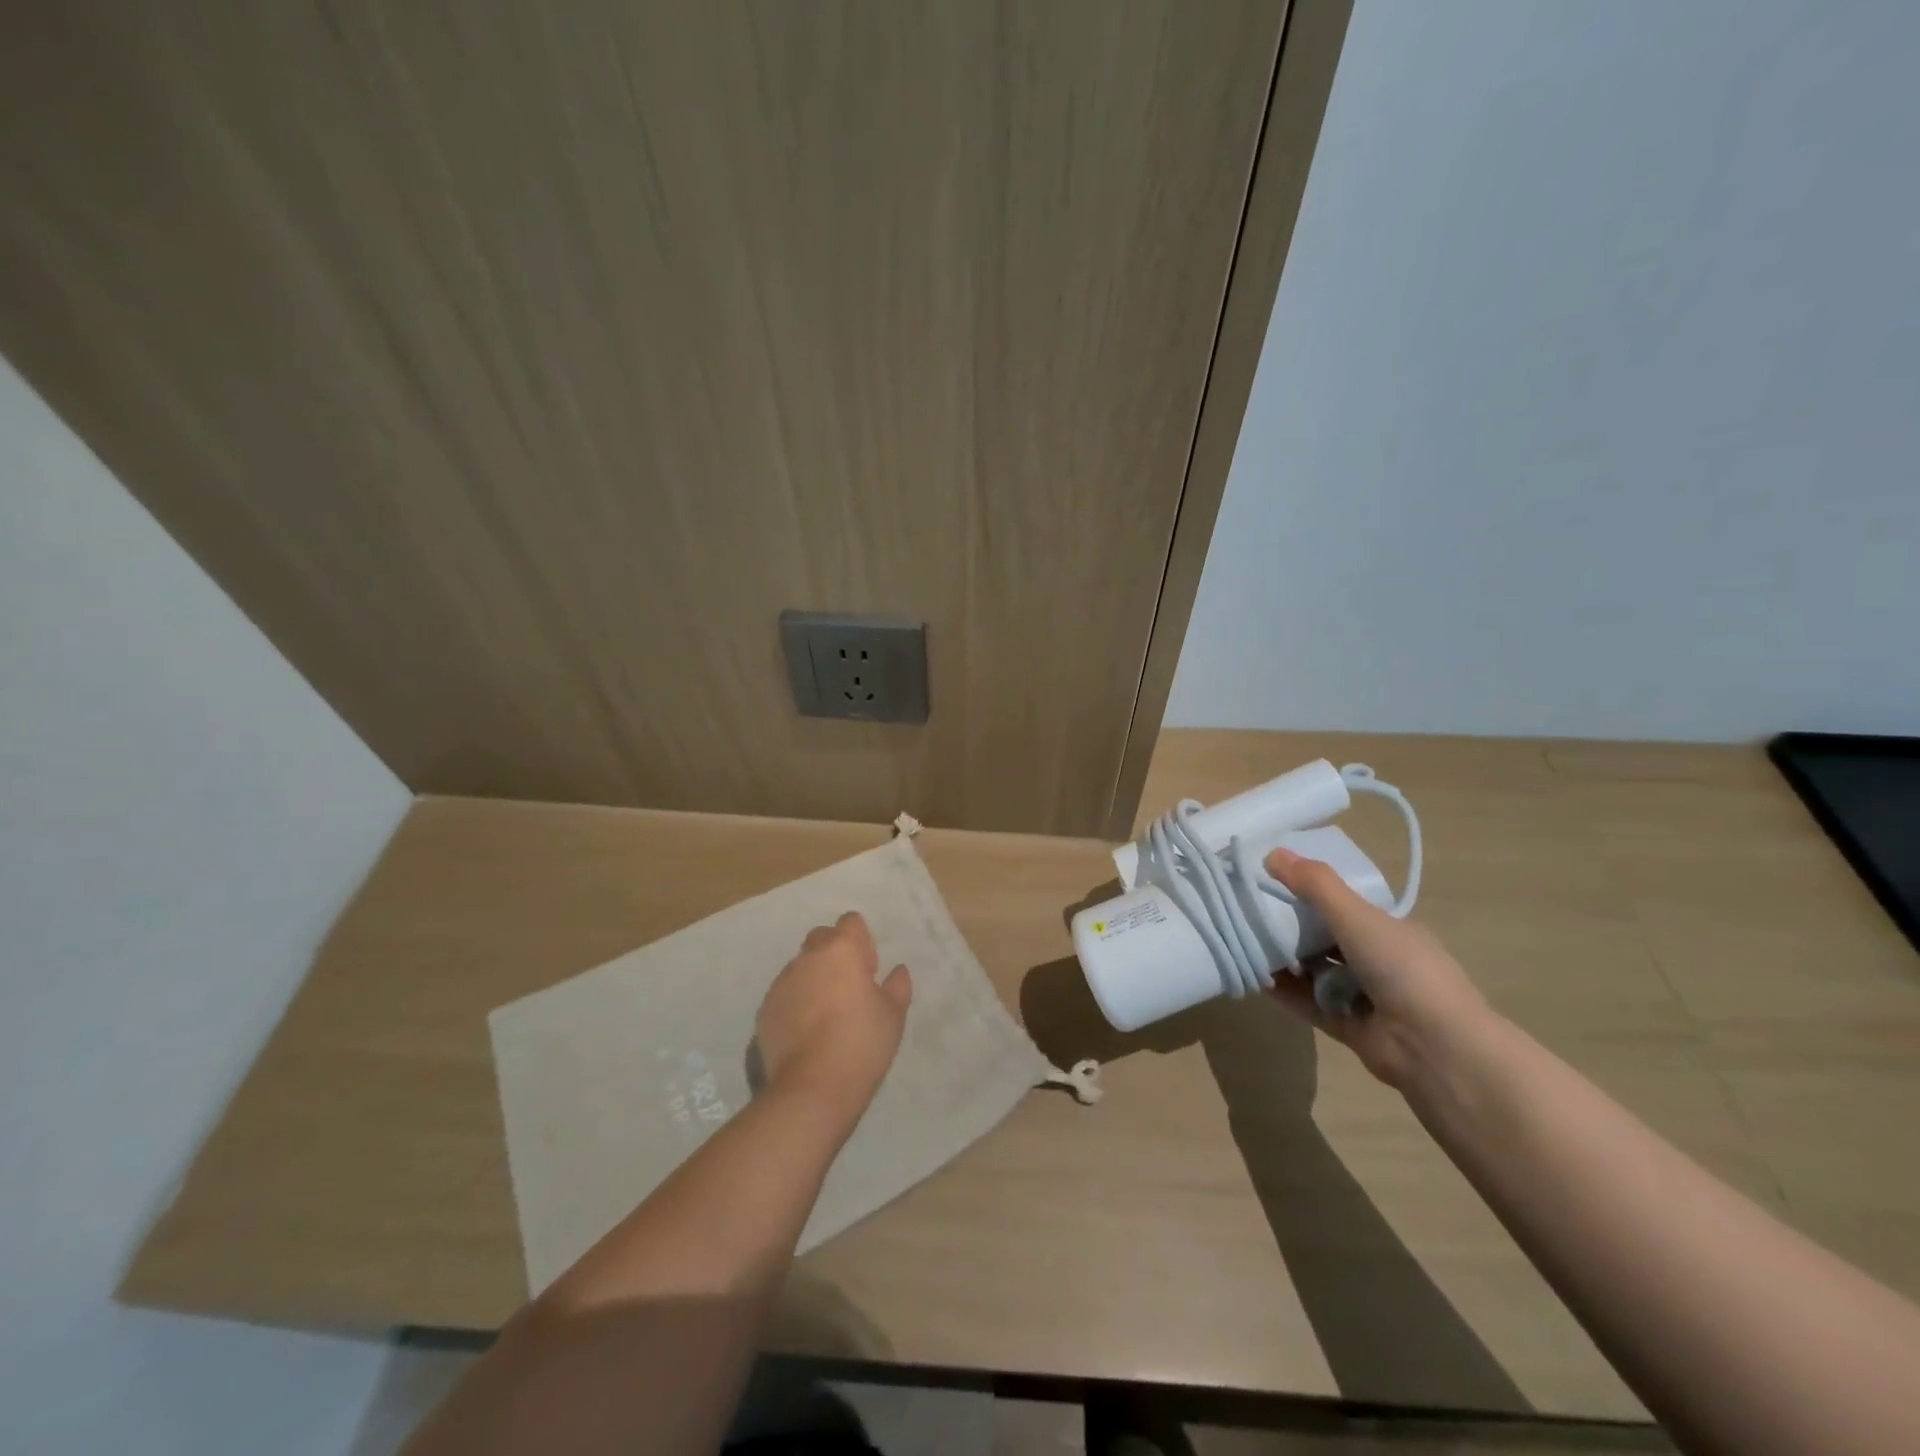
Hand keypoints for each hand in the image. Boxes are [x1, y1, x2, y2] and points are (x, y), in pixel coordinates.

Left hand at [755, 912, 911, 1124]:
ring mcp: (781, 982)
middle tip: (849, 988)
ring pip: (801, 967)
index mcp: (841, 949)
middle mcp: (808, 957)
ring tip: (826, 1014)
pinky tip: (807, 1032)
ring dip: (814, 978)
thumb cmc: (861, 1043)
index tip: (869, 970)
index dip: (862, 942)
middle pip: (821, 938)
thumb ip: (897, 986)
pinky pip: (785, 994)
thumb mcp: (893, 1015)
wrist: (811, 1088)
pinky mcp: (764, 1009)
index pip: (850, 922)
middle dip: (834, 954)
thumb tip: (897, 970)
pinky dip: (796, 1002)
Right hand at [1264, 848, 1491, 1087]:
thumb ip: (1315, 885)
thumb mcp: (1356, 916)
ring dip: (1284, 960)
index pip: (1344, 905)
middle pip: (1325, 938)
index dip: (1310, 892)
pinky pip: (1308, 1003)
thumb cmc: (1402, 969)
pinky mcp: (1348, 1027)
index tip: (1271, 881)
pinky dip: (1284, 991)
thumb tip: (1272, 853)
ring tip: (1245, 943)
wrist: (1435, 1048)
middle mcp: (1378, 961)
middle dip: (1290, 927)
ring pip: (1314, 971)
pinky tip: (1255, 978)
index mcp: (1389, 930)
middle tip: (1249, 913)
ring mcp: (1363, 996)